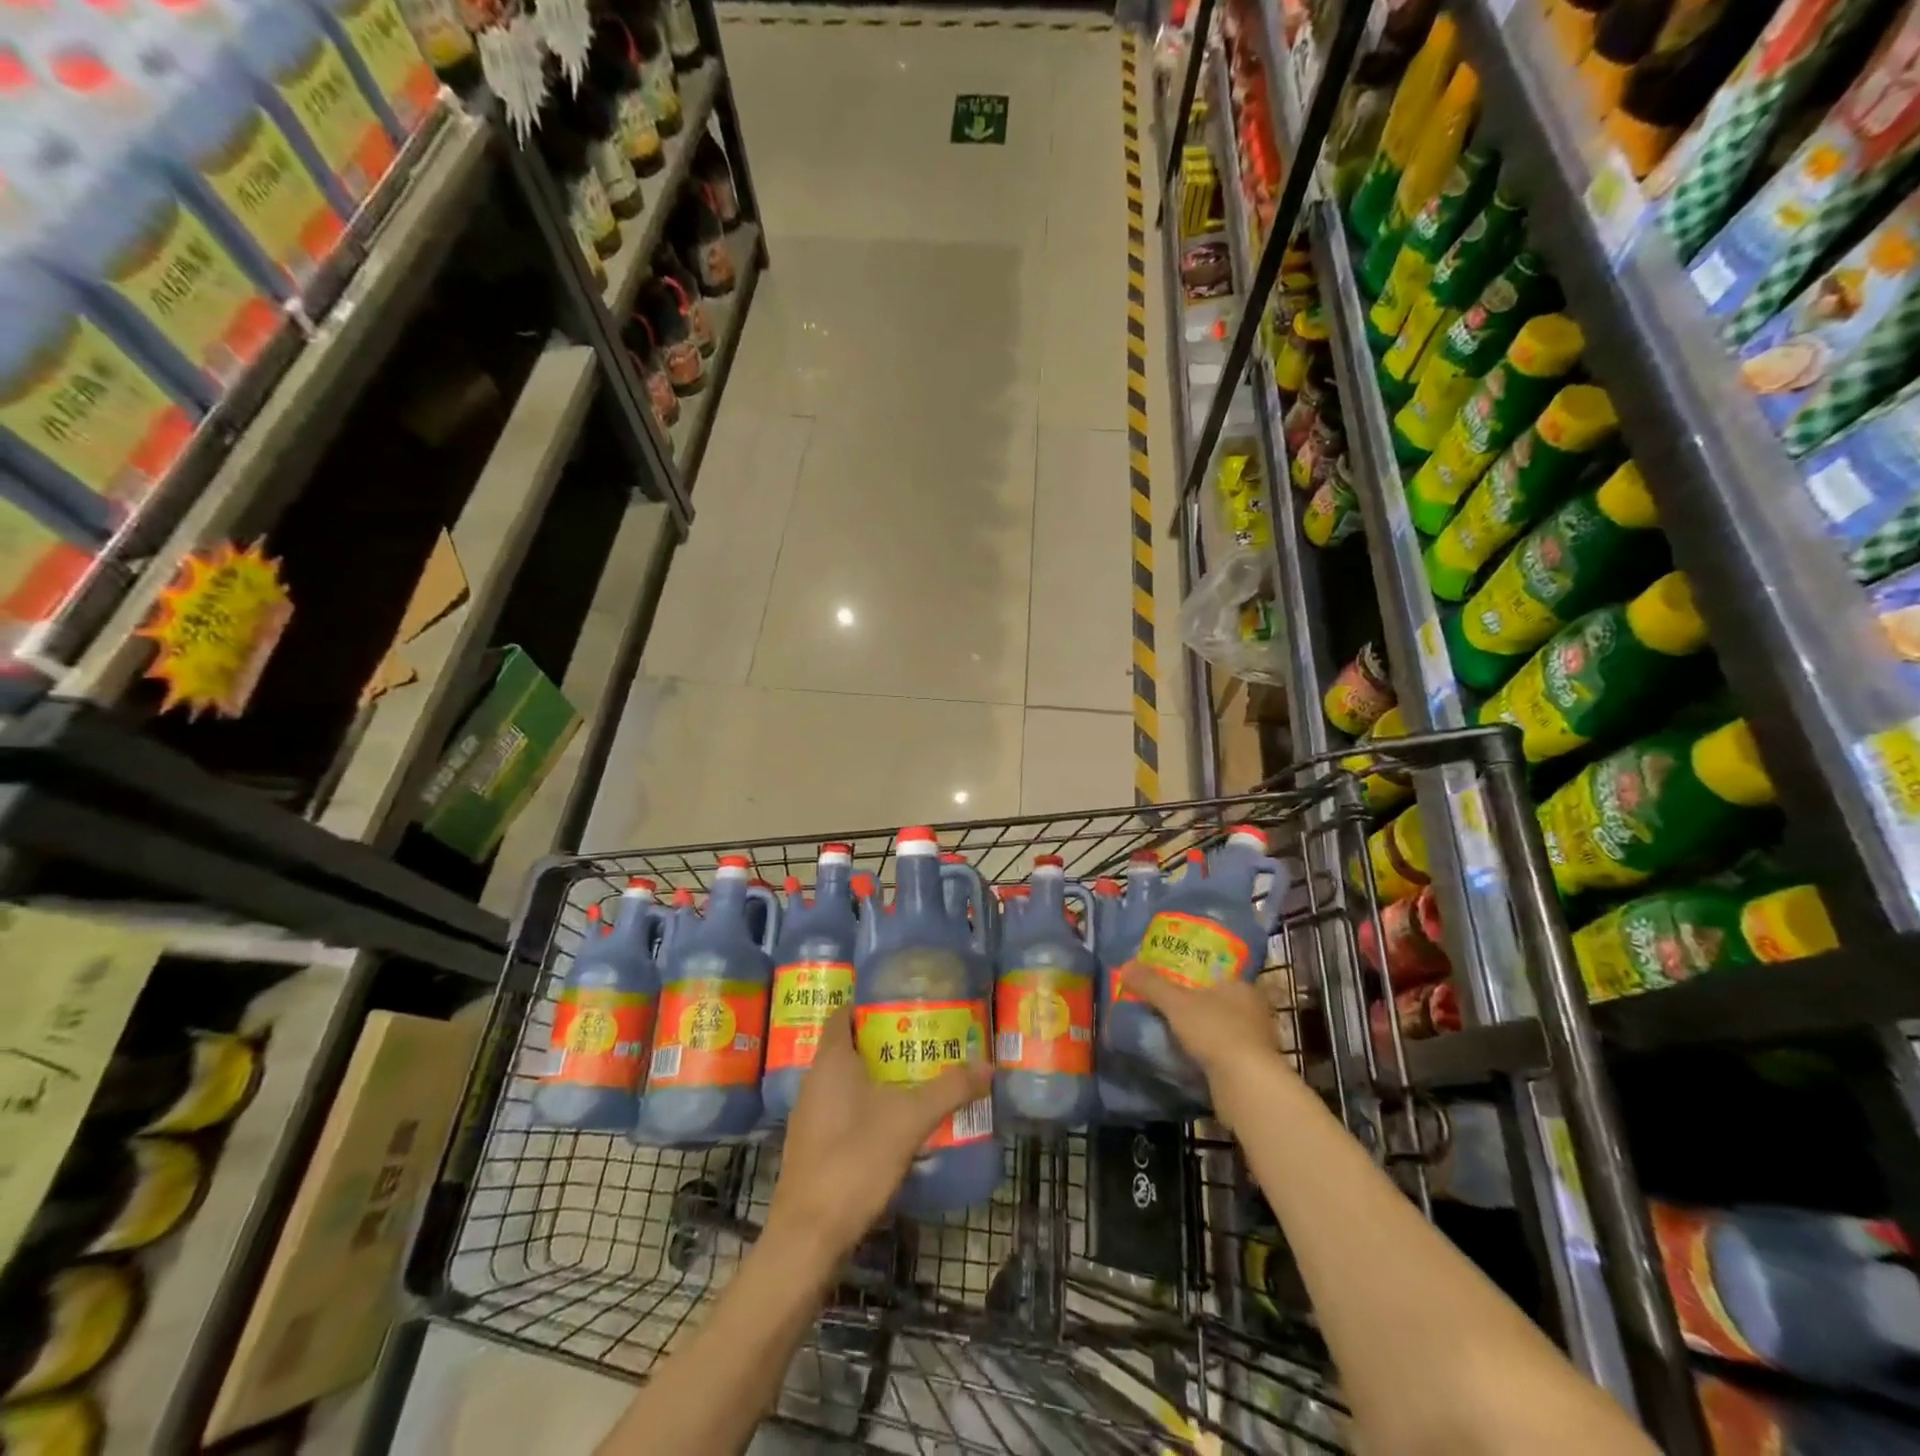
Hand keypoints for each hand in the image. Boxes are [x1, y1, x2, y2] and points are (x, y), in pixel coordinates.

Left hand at [767, 1005, 989, 1262]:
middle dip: (883, 1041)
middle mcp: (814, 1080)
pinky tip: (894, 1121)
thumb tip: (988, 1065)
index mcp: (831, 1061)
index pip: (843, 1014)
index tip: (901, 1002)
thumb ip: (949, 1090)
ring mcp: (810, 1115)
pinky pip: (841, 1109)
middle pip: (848, 1046)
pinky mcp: (812, 1146)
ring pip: (845, 1081)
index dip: (868, 1004)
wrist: (808, 1236)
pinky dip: (866, 1106)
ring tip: (916, 1076)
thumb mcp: (910, 1120)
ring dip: (876, 1076)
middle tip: (922, 1039)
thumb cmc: (855, 1159)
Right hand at [1118, 962, 1281, 1106]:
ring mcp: (1258, 1042)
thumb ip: (1151, 985)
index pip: (1216, 977)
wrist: (1245, 1085)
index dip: (1194, 981)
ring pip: (1224, 1031)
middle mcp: (1255, 1011)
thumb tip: (1125, 965)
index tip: (1173, 987)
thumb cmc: (1214, 1031)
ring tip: (1174, 1036)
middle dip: (1197, 1009)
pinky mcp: (1254, 1070)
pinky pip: (1226, 1055)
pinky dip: (1210, 1056)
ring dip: (1204, 1035)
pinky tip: (1191, 1060)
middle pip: (1220, 1004)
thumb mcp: (1175, 1003)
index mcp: (1242, 987)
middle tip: (1169, 1010)